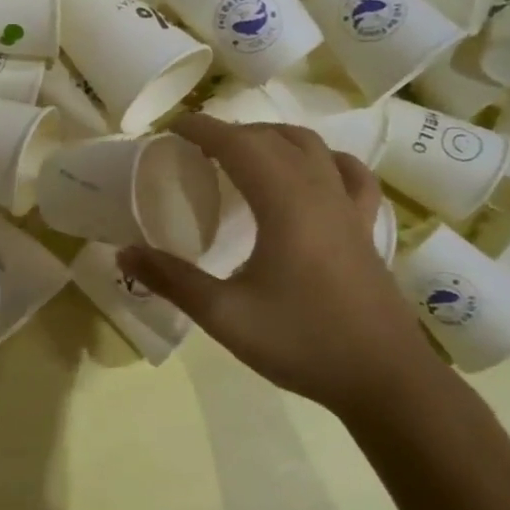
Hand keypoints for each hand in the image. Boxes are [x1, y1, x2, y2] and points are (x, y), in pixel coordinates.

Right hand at [118, 114, 439, 414]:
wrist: (386, 380)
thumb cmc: (303, 342)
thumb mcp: (224, 316)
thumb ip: (172, 280)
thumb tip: (123, 254)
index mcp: (285, 204)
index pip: (239, 144)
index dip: (202, 129)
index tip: (170, 128)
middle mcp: (320, 192)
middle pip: (273, 138)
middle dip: (230, 131)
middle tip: (194, 147)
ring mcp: (349, 208)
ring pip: (312, 147)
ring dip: (272, 137)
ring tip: (242, 153)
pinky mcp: (366, 228)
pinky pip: (348, 174)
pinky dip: (322, 159)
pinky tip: (312, 171)